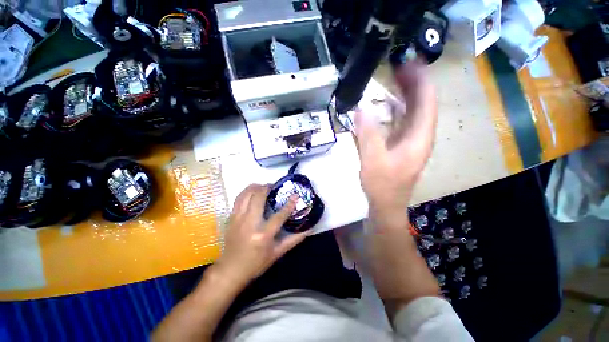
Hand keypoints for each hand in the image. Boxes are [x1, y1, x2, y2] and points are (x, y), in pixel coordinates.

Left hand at [214, 184, 308, 286]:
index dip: (289, 204)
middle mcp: (249, 224)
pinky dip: (246, 192)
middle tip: (274, 187)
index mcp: (263, 235)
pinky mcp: (231, 218)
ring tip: (263, 186)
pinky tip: (252, 193)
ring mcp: (238, 219)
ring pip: (246, 194)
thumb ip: (294, 240)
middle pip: (258, 197)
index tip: (295, 195)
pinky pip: (238, 199)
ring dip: (255, 187)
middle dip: (267, 187)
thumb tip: (309, 229)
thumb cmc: (256, 263)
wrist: (230, 270)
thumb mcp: (277, 253)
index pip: (279, 216)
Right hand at [355, 61, 437, 219]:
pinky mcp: (402, 144)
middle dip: (413, 83)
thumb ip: (368, 135)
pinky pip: (402, 121)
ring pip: (413, 111)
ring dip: (405, 94)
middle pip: (422, 103)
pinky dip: (396, 109)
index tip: (410, 62)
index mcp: (419, 138)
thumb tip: (361, 108)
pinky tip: (385, 104)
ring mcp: (411, 140)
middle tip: (398, 65)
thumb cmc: (382, 185)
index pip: (427, 102)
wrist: (386, 203)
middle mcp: (420, 136)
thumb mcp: (372, 161)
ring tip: (393, 78)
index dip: (420, 80)